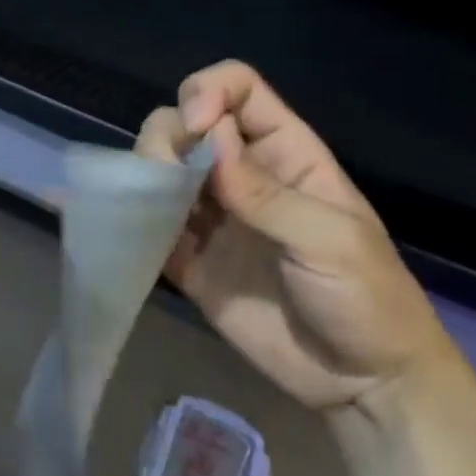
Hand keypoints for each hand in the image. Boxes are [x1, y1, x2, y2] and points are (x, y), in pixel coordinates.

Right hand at [137, 61, 454, 412]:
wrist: (361, 384)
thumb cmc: (368, 299)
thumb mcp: (332, 240)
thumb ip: (267, 193)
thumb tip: (211, 141)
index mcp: (285, 154)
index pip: (239, 91)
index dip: (210, 91)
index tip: (199, 125)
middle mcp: (240, 175)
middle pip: (187, 123)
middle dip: (168, 134)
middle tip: (167, 173)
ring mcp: (211, 218)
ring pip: (161, 167)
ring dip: (144, 170)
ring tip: (145, 200)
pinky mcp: (188, 260)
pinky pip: (149, 227)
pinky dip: (127, 218)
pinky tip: (107, 217)